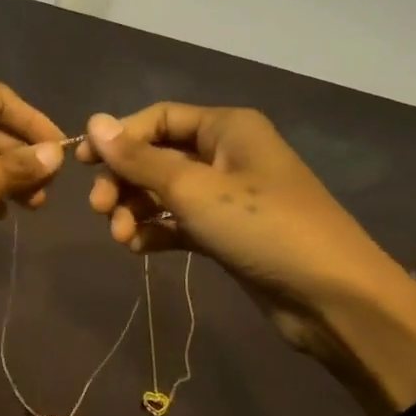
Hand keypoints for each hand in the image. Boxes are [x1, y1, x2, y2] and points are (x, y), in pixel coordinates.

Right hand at [77, 104, 415, 371]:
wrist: (331, 297)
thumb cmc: (261, 227)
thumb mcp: (193, 189)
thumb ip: (139, 159)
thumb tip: (94, 122)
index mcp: (226, 128)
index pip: (158, 118)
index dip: (118, 138)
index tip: (83, 164)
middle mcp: (227, 154)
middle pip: (158, 156)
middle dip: (125, 181)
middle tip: (101, 211)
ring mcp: (228, 195)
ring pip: (166, 192)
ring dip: (137, 210)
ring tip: (122, 238)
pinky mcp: (227, 233)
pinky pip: (180, 222)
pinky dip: (157, 231)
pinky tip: (140, 249)